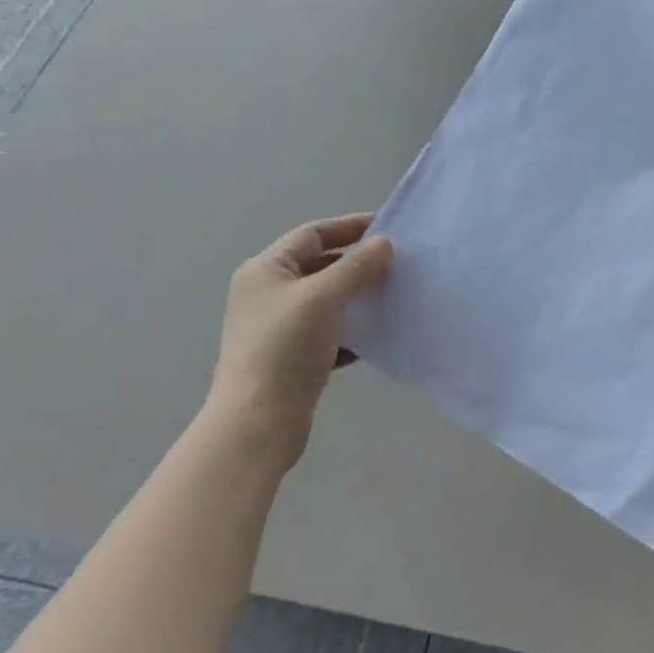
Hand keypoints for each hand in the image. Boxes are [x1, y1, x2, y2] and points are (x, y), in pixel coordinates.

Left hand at [208, 214, 392, 465]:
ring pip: (326, 301)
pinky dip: (352, 330)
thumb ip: (356, 266)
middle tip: (396, 262)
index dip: (349, 227)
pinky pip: (328, 332)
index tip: (387, 226)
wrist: (257, 426)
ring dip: (357, 297)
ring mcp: (278, 328)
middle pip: (319, 266)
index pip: (312, 234)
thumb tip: (384, 243)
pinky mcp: (291, 359)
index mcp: (265, 271)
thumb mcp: (323, 297)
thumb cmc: (284, 348)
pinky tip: (378, 334)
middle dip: (357, 263)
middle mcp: (267, 294)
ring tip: (393, 294)